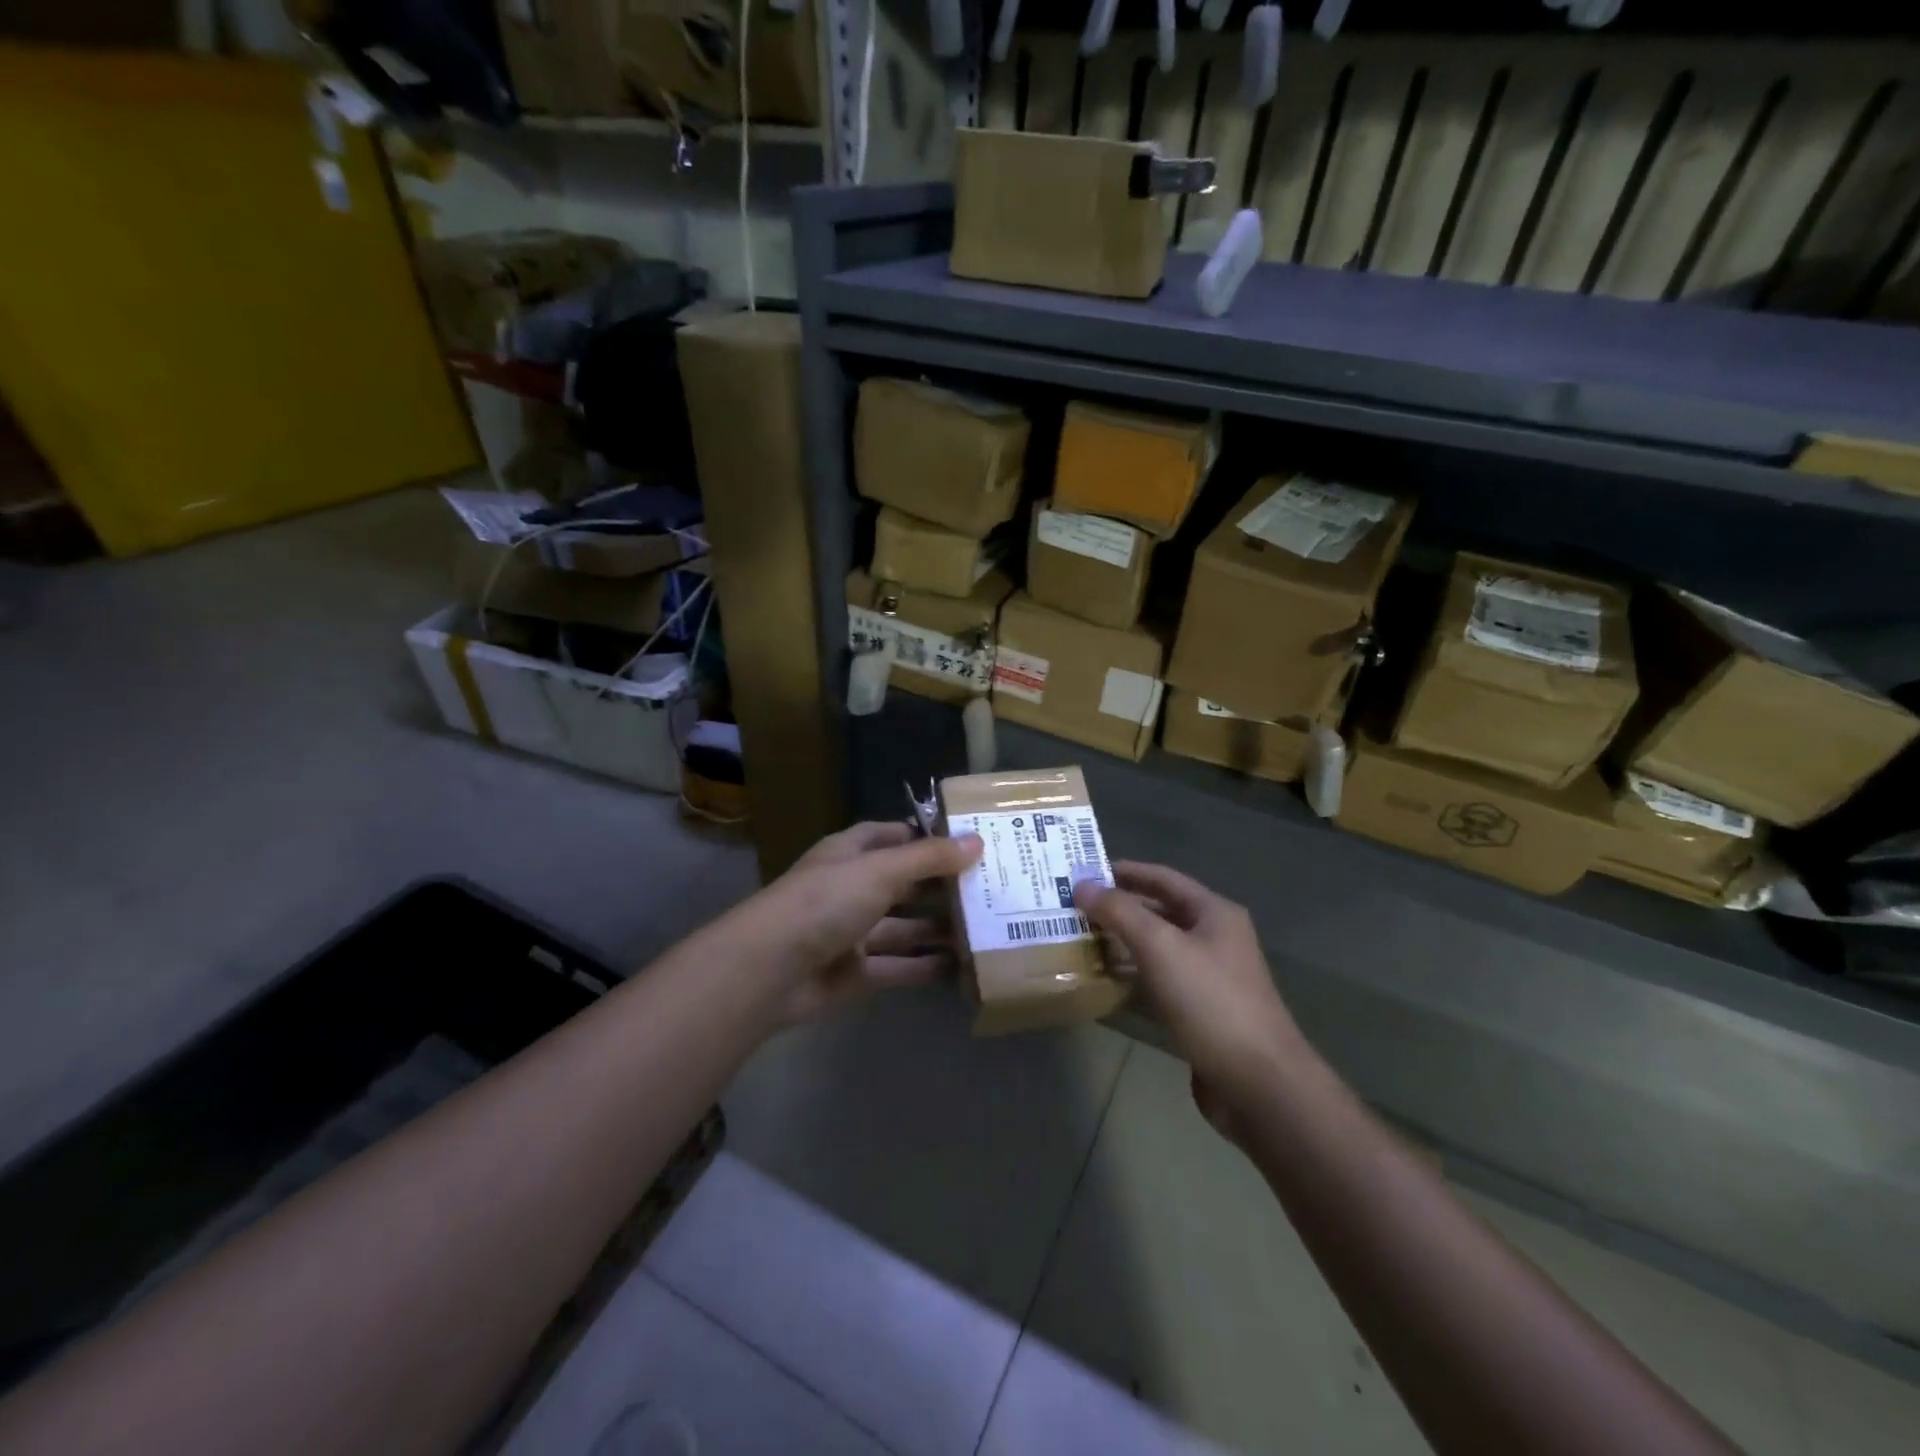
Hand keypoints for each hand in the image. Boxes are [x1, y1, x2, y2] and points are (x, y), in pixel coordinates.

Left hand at [750, 821, 982, 1024]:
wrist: (769, 970)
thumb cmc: (824, 902)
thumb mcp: (880, 870)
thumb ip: (928, 858)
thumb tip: (977, 842)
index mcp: (849, 855)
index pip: (890, 836)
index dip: (924, 837)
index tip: (966, 842)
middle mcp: (850, 889)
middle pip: (902, 884)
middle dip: (940, 886)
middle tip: (989, 888)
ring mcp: (851, 933)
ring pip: (903, 929)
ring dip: (937, 929)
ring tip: (984, 928)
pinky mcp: (854, 974)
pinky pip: (897, 967)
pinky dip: (925, 968)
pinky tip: (961, 967)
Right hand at [1074, 862, 1301, 1131]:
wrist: (1258, 1084)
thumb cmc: (1211, 1002)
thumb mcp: (1161, 947)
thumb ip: (1120, 912)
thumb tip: (1082, 884)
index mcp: (1214, 913)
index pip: (1163, 878)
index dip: (1124, 871)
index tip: (1084, 870)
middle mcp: (1214, 939)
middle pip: (1159, 912)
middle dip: (1118, 908)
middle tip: (1073, 906)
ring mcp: (1209, 977)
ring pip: (1157, 948)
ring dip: (1121, 942)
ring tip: (1079, 939)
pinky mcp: (1200, 1012)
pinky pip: (1159, 981)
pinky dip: (1132, 975)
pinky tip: (1103, 979)